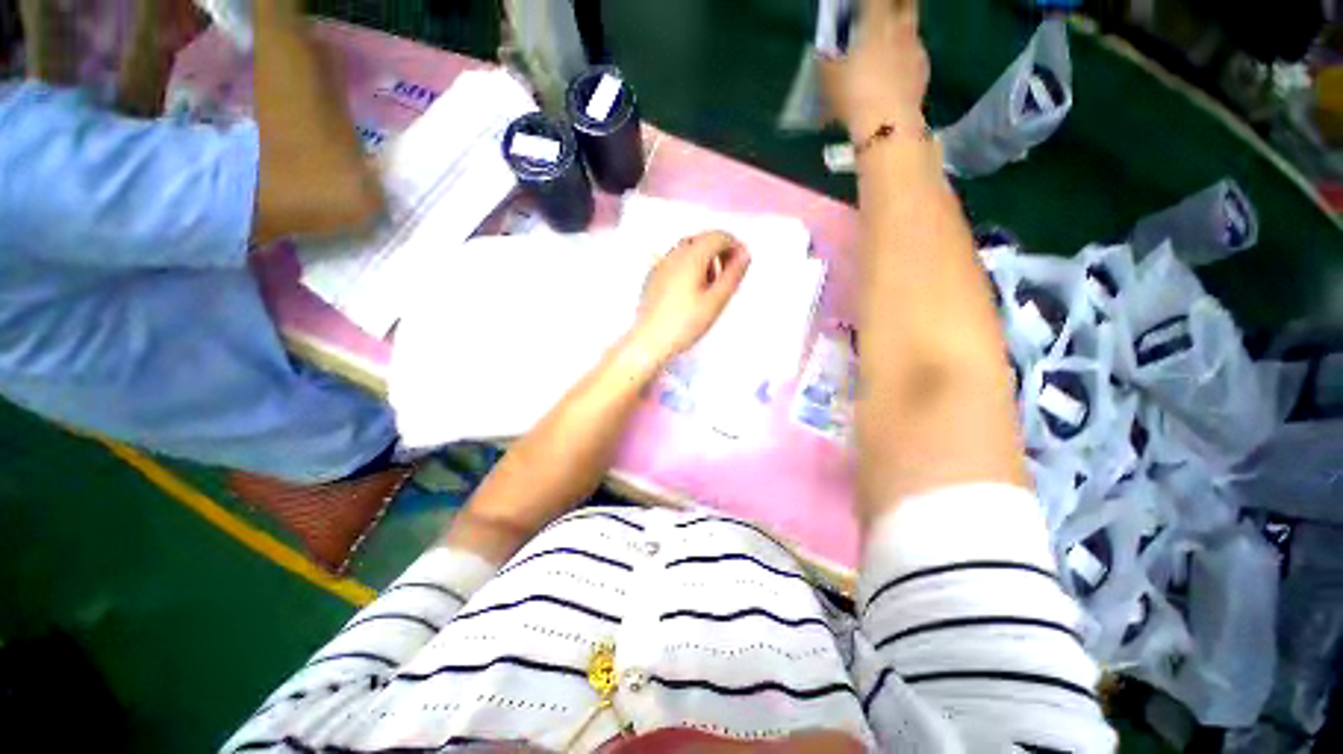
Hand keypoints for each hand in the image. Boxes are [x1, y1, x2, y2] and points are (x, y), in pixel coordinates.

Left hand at [631, 231, 750, 362]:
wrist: (649, 340)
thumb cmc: (685, 322)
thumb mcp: (716, 301)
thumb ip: (733, 275)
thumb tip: (744, 254)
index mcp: (691, 256)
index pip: (718, 236)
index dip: (734, 245)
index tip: (743, 263)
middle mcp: (674, 254)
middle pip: (701, 239)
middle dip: (719, 250)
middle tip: (729, 274)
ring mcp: (660, 264)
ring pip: (687, 249)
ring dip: (704, 258)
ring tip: (711, 284)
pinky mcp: (653, 277)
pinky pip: (675, 261)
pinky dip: (688, 266)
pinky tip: (691, 289)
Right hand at [821, 0, 928, 141]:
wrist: (887, 124)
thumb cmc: (854, 97)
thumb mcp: (830, 80)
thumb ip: (829, 60)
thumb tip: (826, 53)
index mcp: (876, 22)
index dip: (866, 2)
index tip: (859, 7)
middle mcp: (900, 26)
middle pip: (904, 2)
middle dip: (894, 5)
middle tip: (881, 16)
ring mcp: (916, 46)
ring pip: (910, 28)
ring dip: (899, 33)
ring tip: (886, 53)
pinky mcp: (924, 68)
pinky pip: (914, 55)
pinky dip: (904, 60)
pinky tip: (894, 77)